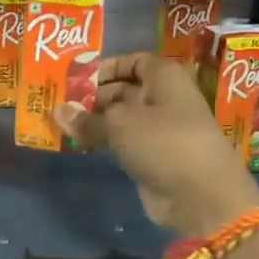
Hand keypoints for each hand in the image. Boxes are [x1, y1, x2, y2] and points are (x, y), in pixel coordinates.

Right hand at [56, 52, 258, 237]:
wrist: (200, 196)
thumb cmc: (163, 143)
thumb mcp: (120, 124)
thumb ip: (87, 117)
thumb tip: (58, 110)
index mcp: (165, 78)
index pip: (134, 61)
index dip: (107, 67)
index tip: (78, 78)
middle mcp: (164, 99)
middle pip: (125, 90)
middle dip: (94, 95)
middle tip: (62, 103)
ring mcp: (160, 130)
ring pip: (122, 118)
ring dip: (95, 120)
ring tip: (63, 123)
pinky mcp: (153, 157)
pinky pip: (124, 142)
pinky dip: (104, 140)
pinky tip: (80, 143)